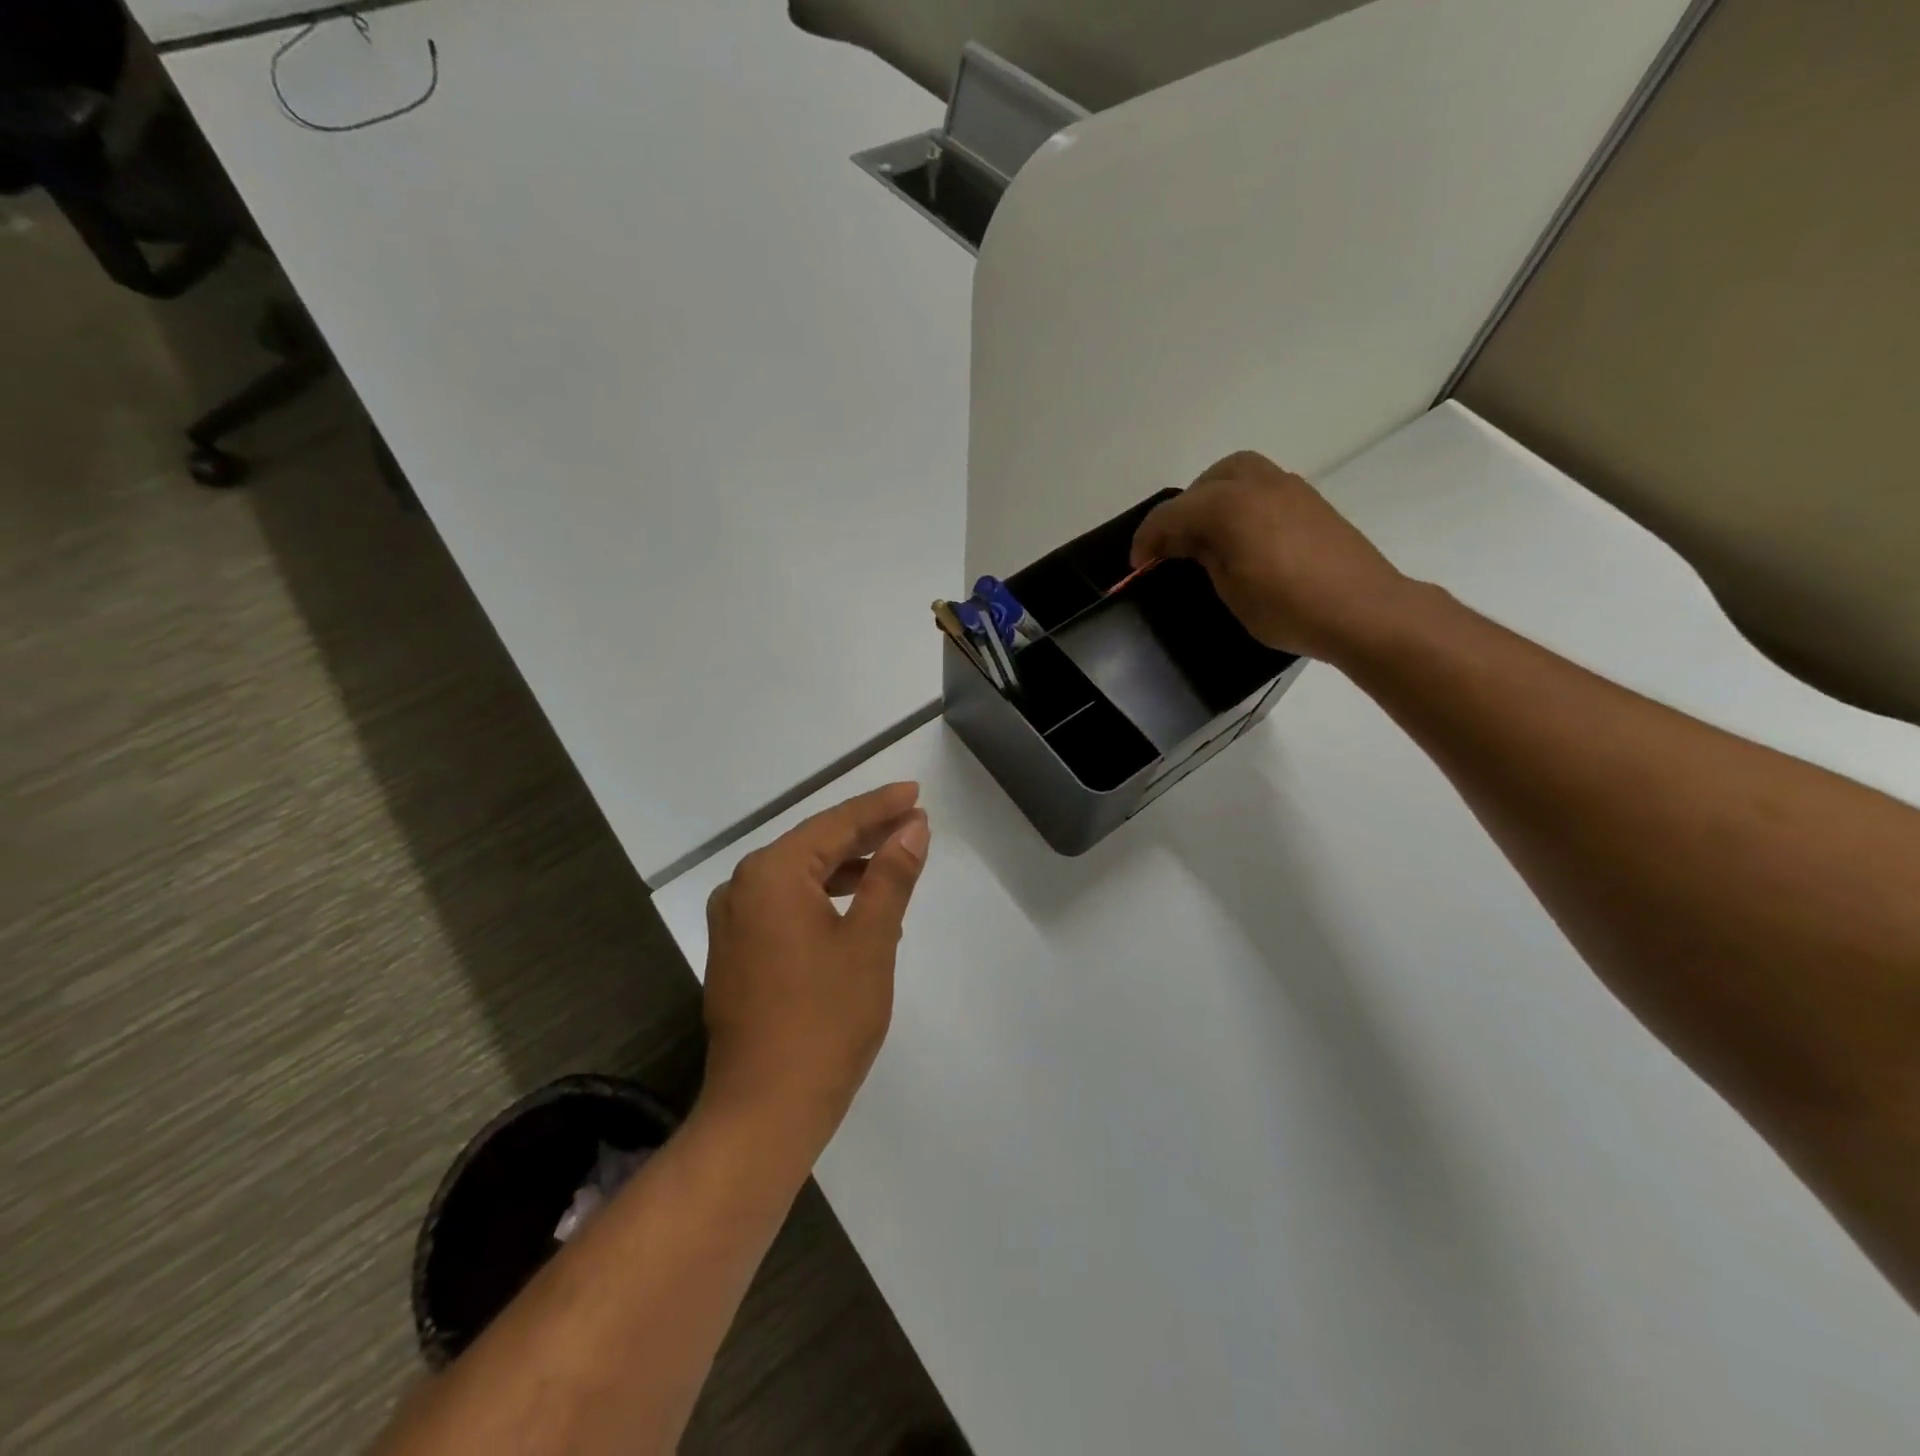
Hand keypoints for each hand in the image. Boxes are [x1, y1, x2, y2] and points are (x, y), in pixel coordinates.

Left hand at [700, 783, 930, 1156]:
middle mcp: (742, 888)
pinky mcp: (737, 952)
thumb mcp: (870, 941)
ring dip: (847, 867)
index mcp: (771, 875)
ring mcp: (734, 922)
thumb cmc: (825, 1020)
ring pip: (800, 877)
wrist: (764, 1110)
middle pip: (814, 845)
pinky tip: (859, 907)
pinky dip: (824, 898)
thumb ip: (890, 876)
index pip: (835, 824)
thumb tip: (913, 829)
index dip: (879, 807)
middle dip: (865, 833)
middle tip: (913, 821)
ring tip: (894, 859)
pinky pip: (786, 906)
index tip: (915, 793)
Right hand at [1131, 451, 1415, 660]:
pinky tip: (1243, 535)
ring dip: (1214, 497)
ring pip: (1239, 474)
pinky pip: (1262, 487)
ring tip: (1207, 535)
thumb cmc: (1287, 606)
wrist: (1364, 610)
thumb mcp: (1230, 589)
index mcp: (1230, 505)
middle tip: (1175, 543)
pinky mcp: (1310, 501)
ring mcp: (1289, 488)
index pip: (1173, 512)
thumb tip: (1190, 542)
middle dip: (1184, 507)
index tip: (1139, 565)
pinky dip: (1241, 501)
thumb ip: (1204, 556)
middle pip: (1208, 480)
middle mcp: (1258, 484)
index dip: (1148, 538)